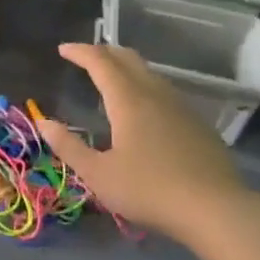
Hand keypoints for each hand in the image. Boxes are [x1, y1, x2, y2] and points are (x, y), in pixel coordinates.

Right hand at [35, 43, 248, 240]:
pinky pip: (165, 92)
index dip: (80, 52)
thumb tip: (43, 122)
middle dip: (104, 52)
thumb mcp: (98, 174)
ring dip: (126, 68)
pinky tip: (144, 108)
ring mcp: (181, 107)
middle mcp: (155, 94)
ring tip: (111, 79)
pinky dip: (145, 86)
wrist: (216, 210)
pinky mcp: (198, 124)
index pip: (100, 62)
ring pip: (150, 74)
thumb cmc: (149, 190)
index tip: (63, 49)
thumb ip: (69, 146)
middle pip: (129, 59)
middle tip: (85, 57)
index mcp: (128, 101)